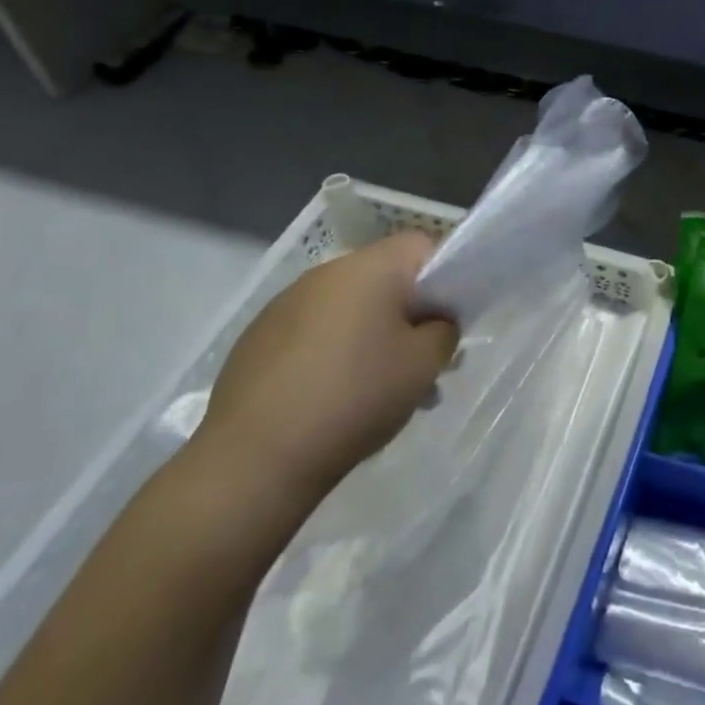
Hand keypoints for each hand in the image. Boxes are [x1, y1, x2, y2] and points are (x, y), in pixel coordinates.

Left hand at [199, 232, 457, 500]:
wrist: (254, 458)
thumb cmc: (355, 397)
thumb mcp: (424, 365)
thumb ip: (443, 331)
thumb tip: (434, 322)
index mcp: (369, 269)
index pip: (422, 246)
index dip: (445, 275)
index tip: (449, 319)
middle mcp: (326, 273)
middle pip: (385, 277)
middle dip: (409, 313)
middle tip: (421, 361)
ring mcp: (286, 303)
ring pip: (350, 307)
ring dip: (372, 334)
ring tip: (379, 388)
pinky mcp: (258, 337)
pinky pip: (315, 331)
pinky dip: (334, 352)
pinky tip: (334, 398)